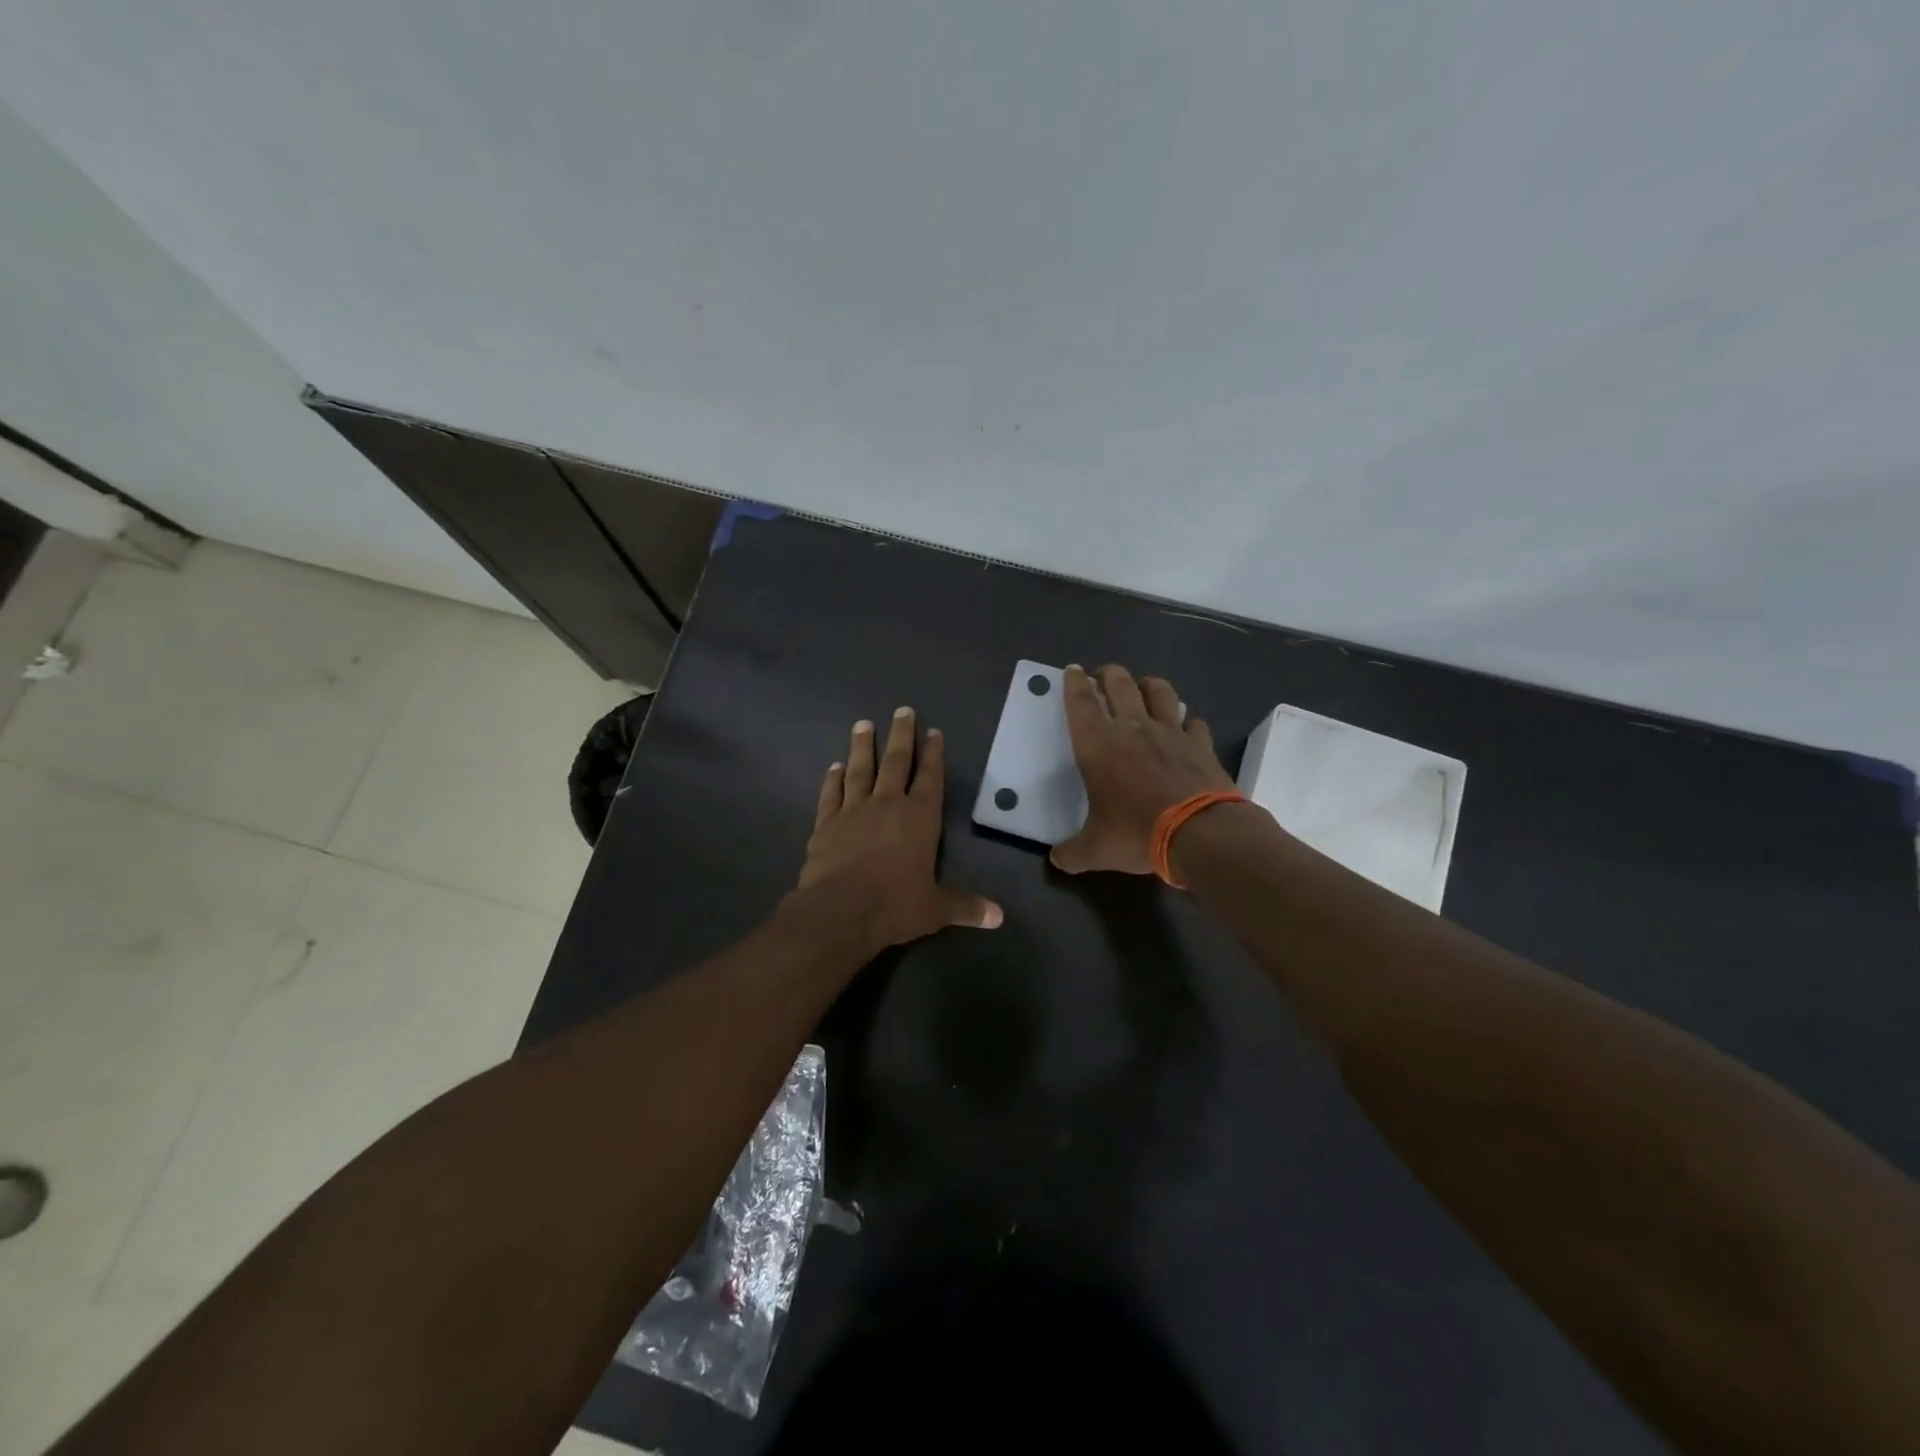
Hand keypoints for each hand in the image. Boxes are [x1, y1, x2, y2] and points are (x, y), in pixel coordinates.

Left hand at [795, 707, 1002, 953]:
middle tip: (903, 710)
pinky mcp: (826, 824)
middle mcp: (888, 805)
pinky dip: (833, 779)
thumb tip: (999, 917)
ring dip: (863, 746)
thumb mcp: (935, 909)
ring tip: (864, 724)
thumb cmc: (894, 905)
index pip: (930, 778)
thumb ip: (965, 906)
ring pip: (860, 770)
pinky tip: (834, 766)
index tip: (933, 732)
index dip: (933, 754)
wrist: (839, 912)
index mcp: (920, 818)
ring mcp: (853, 811)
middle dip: (902, 735)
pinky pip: (831, 794)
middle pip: (896, 762)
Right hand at [1050, 664, 1235, 874]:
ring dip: (1149, 685)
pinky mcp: (1200, 744)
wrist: (1200, 833)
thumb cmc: (1137, 833)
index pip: (1081, 702)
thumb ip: (1072, 853)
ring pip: (1160, 691)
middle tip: (1105, 675)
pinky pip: (1194, 722)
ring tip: (1145, 687)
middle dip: (1109, 674)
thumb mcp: (1096, 850)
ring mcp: (1170, 732)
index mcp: (1098, 745)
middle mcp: (1132, 728)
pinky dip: (1188, 721)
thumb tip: (1056, 860)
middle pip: (1119, 684)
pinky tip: (1187, 728)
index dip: (1075, 683)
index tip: (1073, 671)